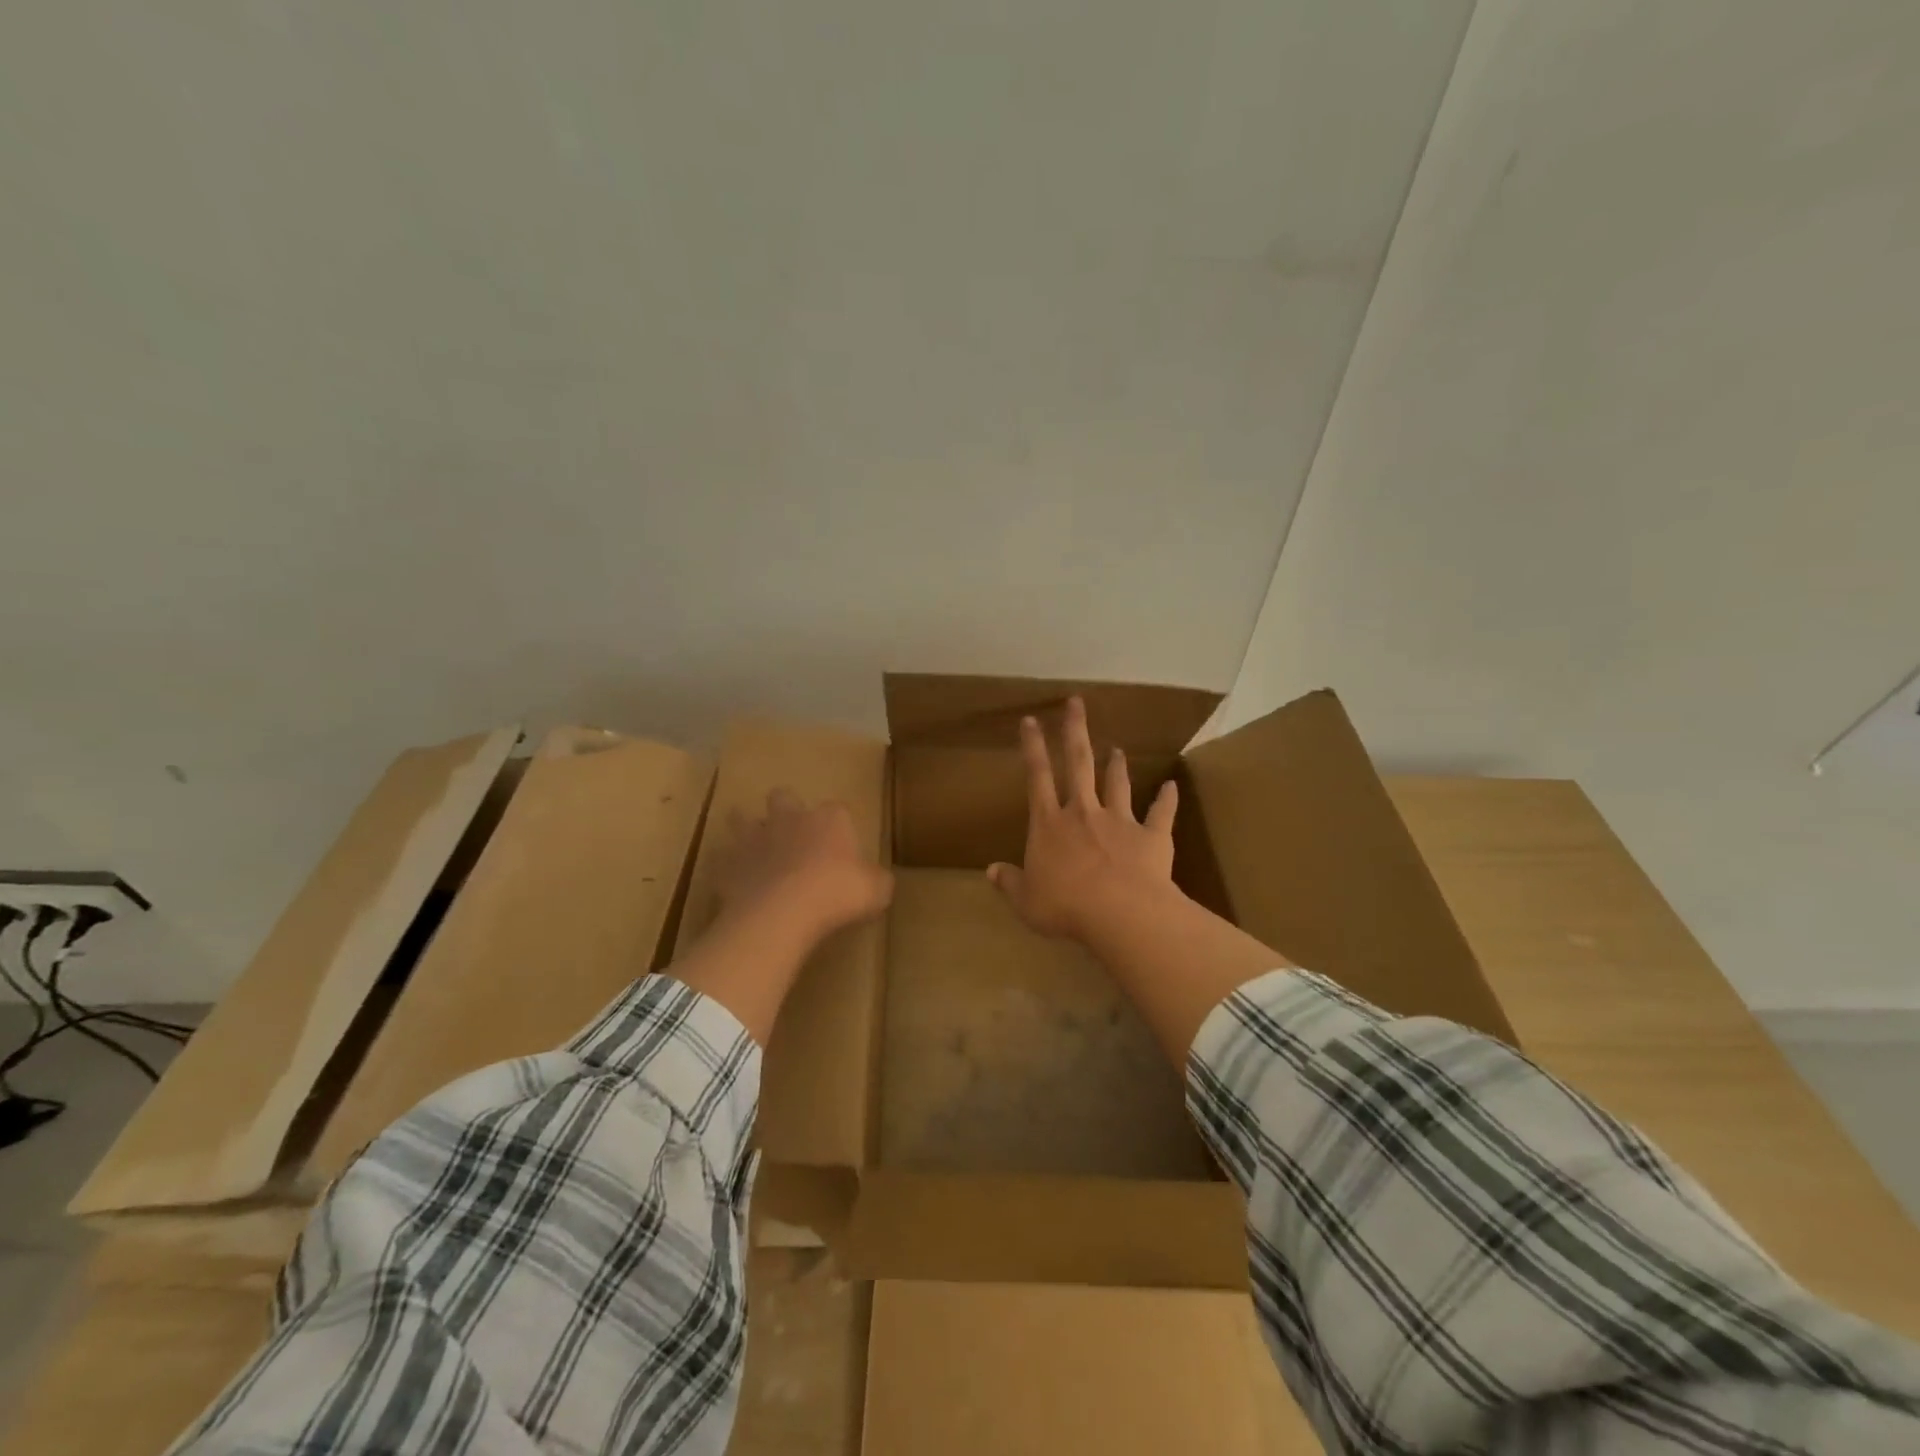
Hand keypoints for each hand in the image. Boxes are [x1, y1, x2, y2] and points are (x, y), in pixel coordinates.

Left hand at [716, 789, 893, 947]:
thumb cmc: (836, 894)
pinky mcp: (729, 863)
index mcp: (829, 819)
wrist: (782, 912)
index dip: (839, 826)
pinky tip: (735, 882)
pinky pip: (724, 859)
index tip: (843, 848)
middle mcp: (790, 819)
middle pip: (784, 797)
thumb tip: (877, 882)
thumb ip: (876, 881)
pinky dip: (728, 867)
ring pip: (742, 819)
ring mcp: (755, 838)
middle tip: (794, 835)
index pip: (837, 810)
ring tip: (754, 848)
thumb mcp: (876, 891)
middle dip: (787, 809)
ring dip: (747, 829)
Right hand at [987, 696, 1179, 940]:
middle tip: (1076, 703)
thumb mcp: (1027, 901)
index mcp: (1050, 825)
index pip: (1037, 777)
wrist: (1121, 913)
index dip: (1033, 747)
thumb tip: (990, 871)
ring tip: (1117, 748)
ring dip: (1116, 766)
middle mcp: (1083, 813)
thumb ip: (1010, 883)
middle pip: (1078, 763)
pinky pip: (1161, 813)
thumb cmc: (1066, 907)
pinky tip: (1172, 787)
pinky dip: (1167, 799)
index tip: (1031, 720)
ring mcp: (1119, 820)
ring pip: (1117, 784)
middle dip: (1075, 731)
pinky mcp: (1151, 836)